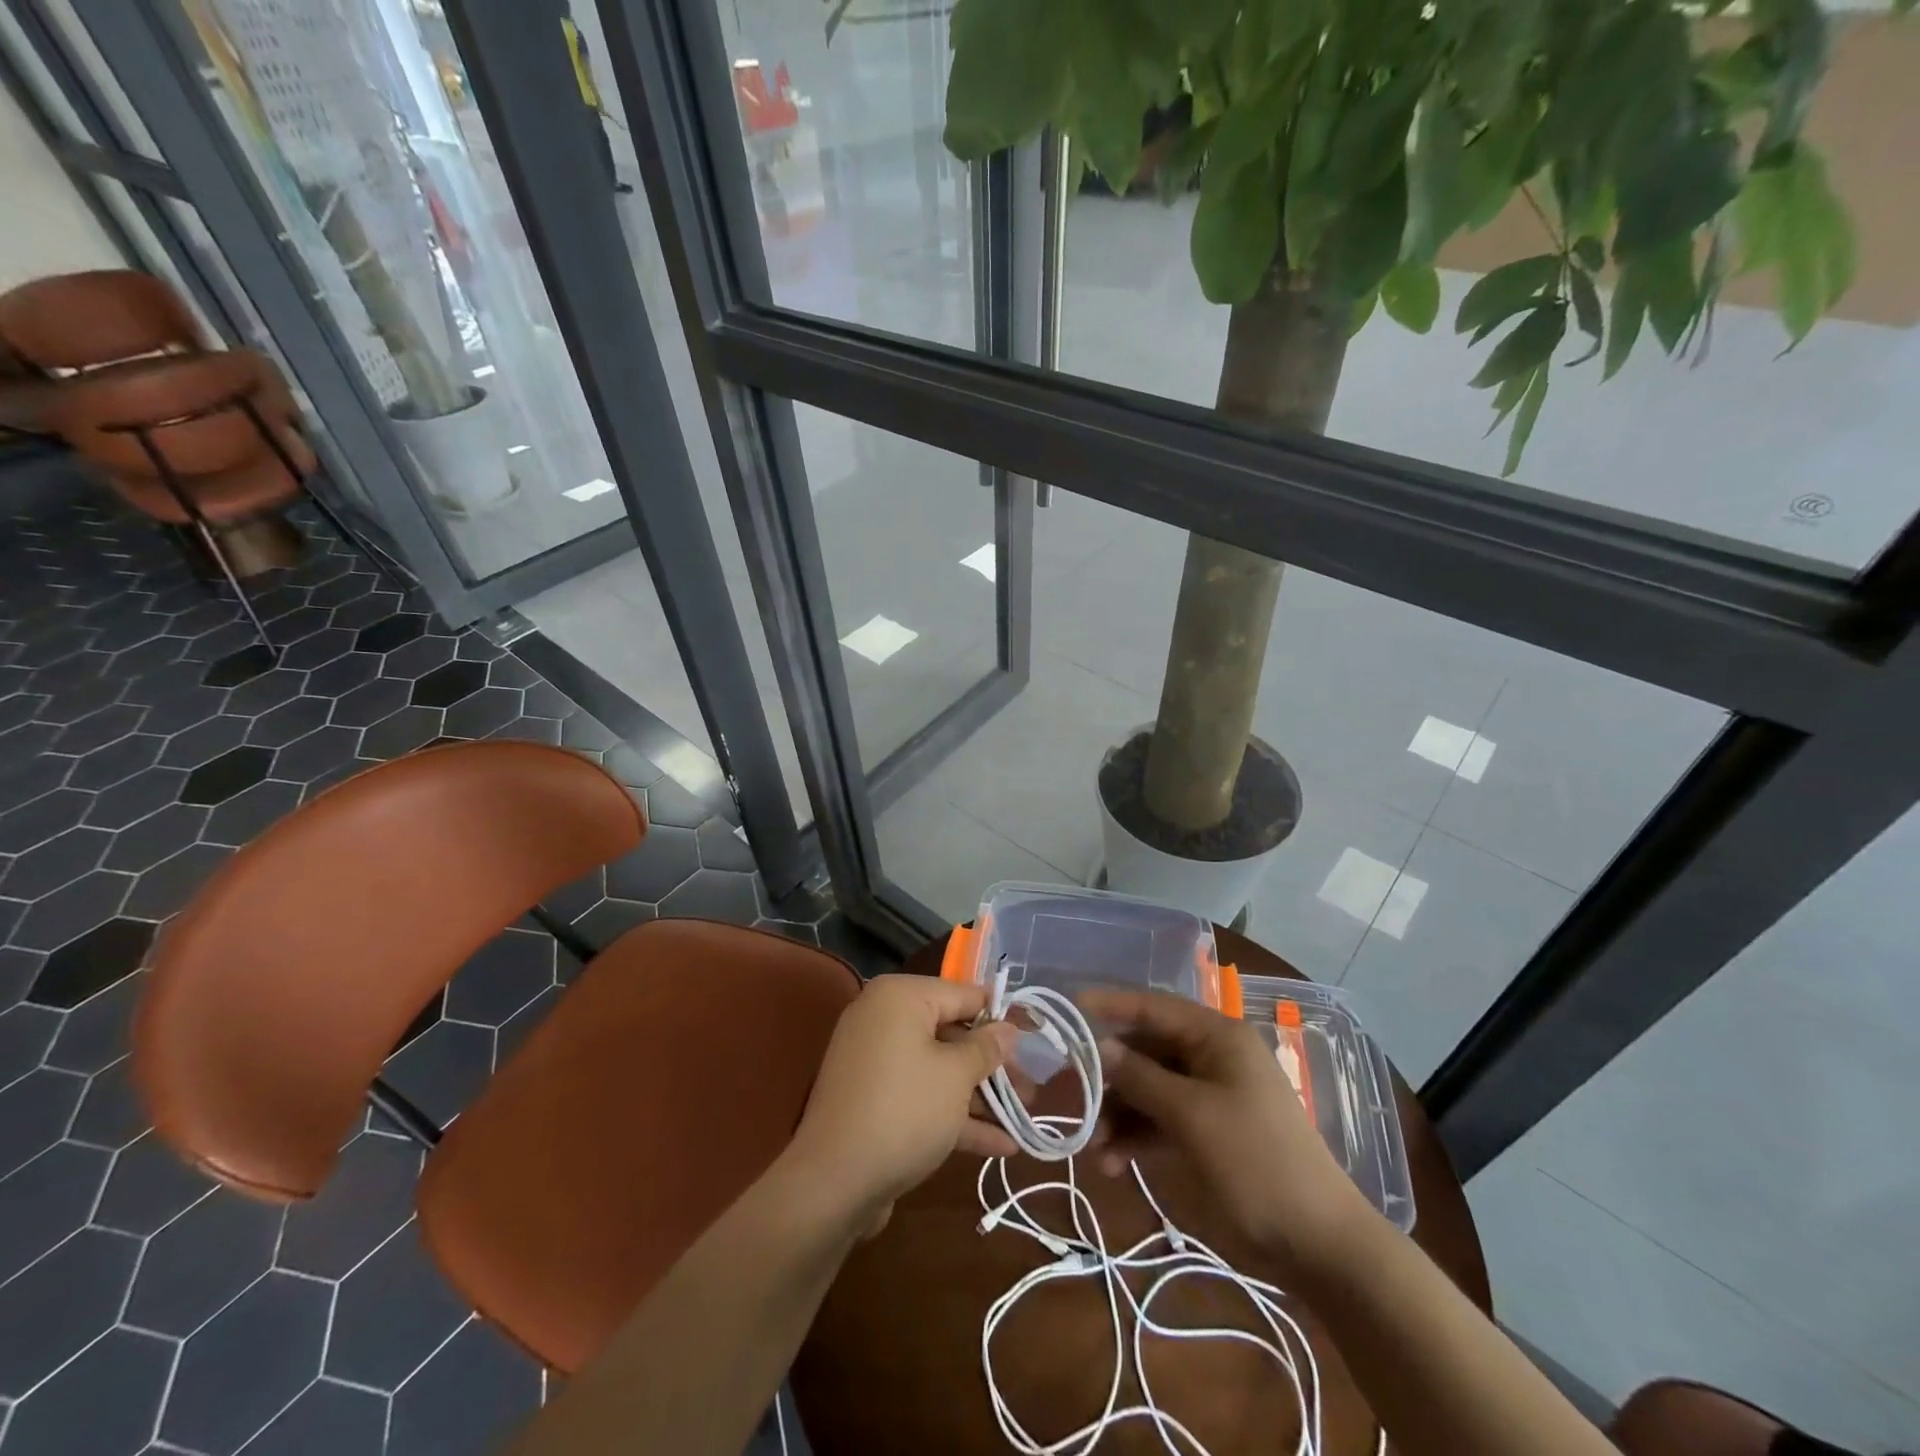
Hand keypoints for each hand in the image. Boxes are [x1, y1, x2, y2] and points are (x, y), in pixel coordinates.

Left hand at [786, 975, 1020, 1231]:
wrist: (832, 1182)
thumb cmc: (904, 1110)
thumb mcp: (956, 1076)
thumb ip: (986, 1048)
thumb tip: (1008, 1029)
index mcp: (900, 997)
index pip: (962, 993)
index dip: (1001, 1015)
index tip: (1034, 1032)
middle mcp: (884, 1020)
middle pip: (951, 1033)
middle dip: (993, 1064)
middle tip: (1032, 1083)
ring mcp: (876, 1063)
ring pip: (939, 1069)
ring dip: (981, 1094)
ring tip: (1025, 1116)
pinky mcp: (874, 1102)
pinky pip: (922, 1096)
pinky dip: (955, 1115)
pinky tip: (1001, 1145)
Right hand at [1081, 988, 1371, 1276]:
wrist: (1318, 1244)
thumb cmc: (1256, 1162)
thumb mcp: (1191, 1115)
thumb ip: (1140, 1077)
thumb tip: (1098, 1048)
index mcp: (1216, 1038)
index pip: (1153, 1007)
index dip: (1110, 1005)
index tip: (1069, 1007)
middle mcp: (1210, 1058)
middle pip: (1145, 1051)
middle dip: (1108, 1076)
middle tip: (1069, 1096)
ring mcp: (1209, 1097)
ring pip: (1148, 1090)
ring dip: (1118, 1114)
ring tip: (1093, 1148)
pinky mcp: (1206, 1133)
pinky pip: (1160, 1122)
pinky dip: (1135, 1138)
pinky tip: (1112, 1164)